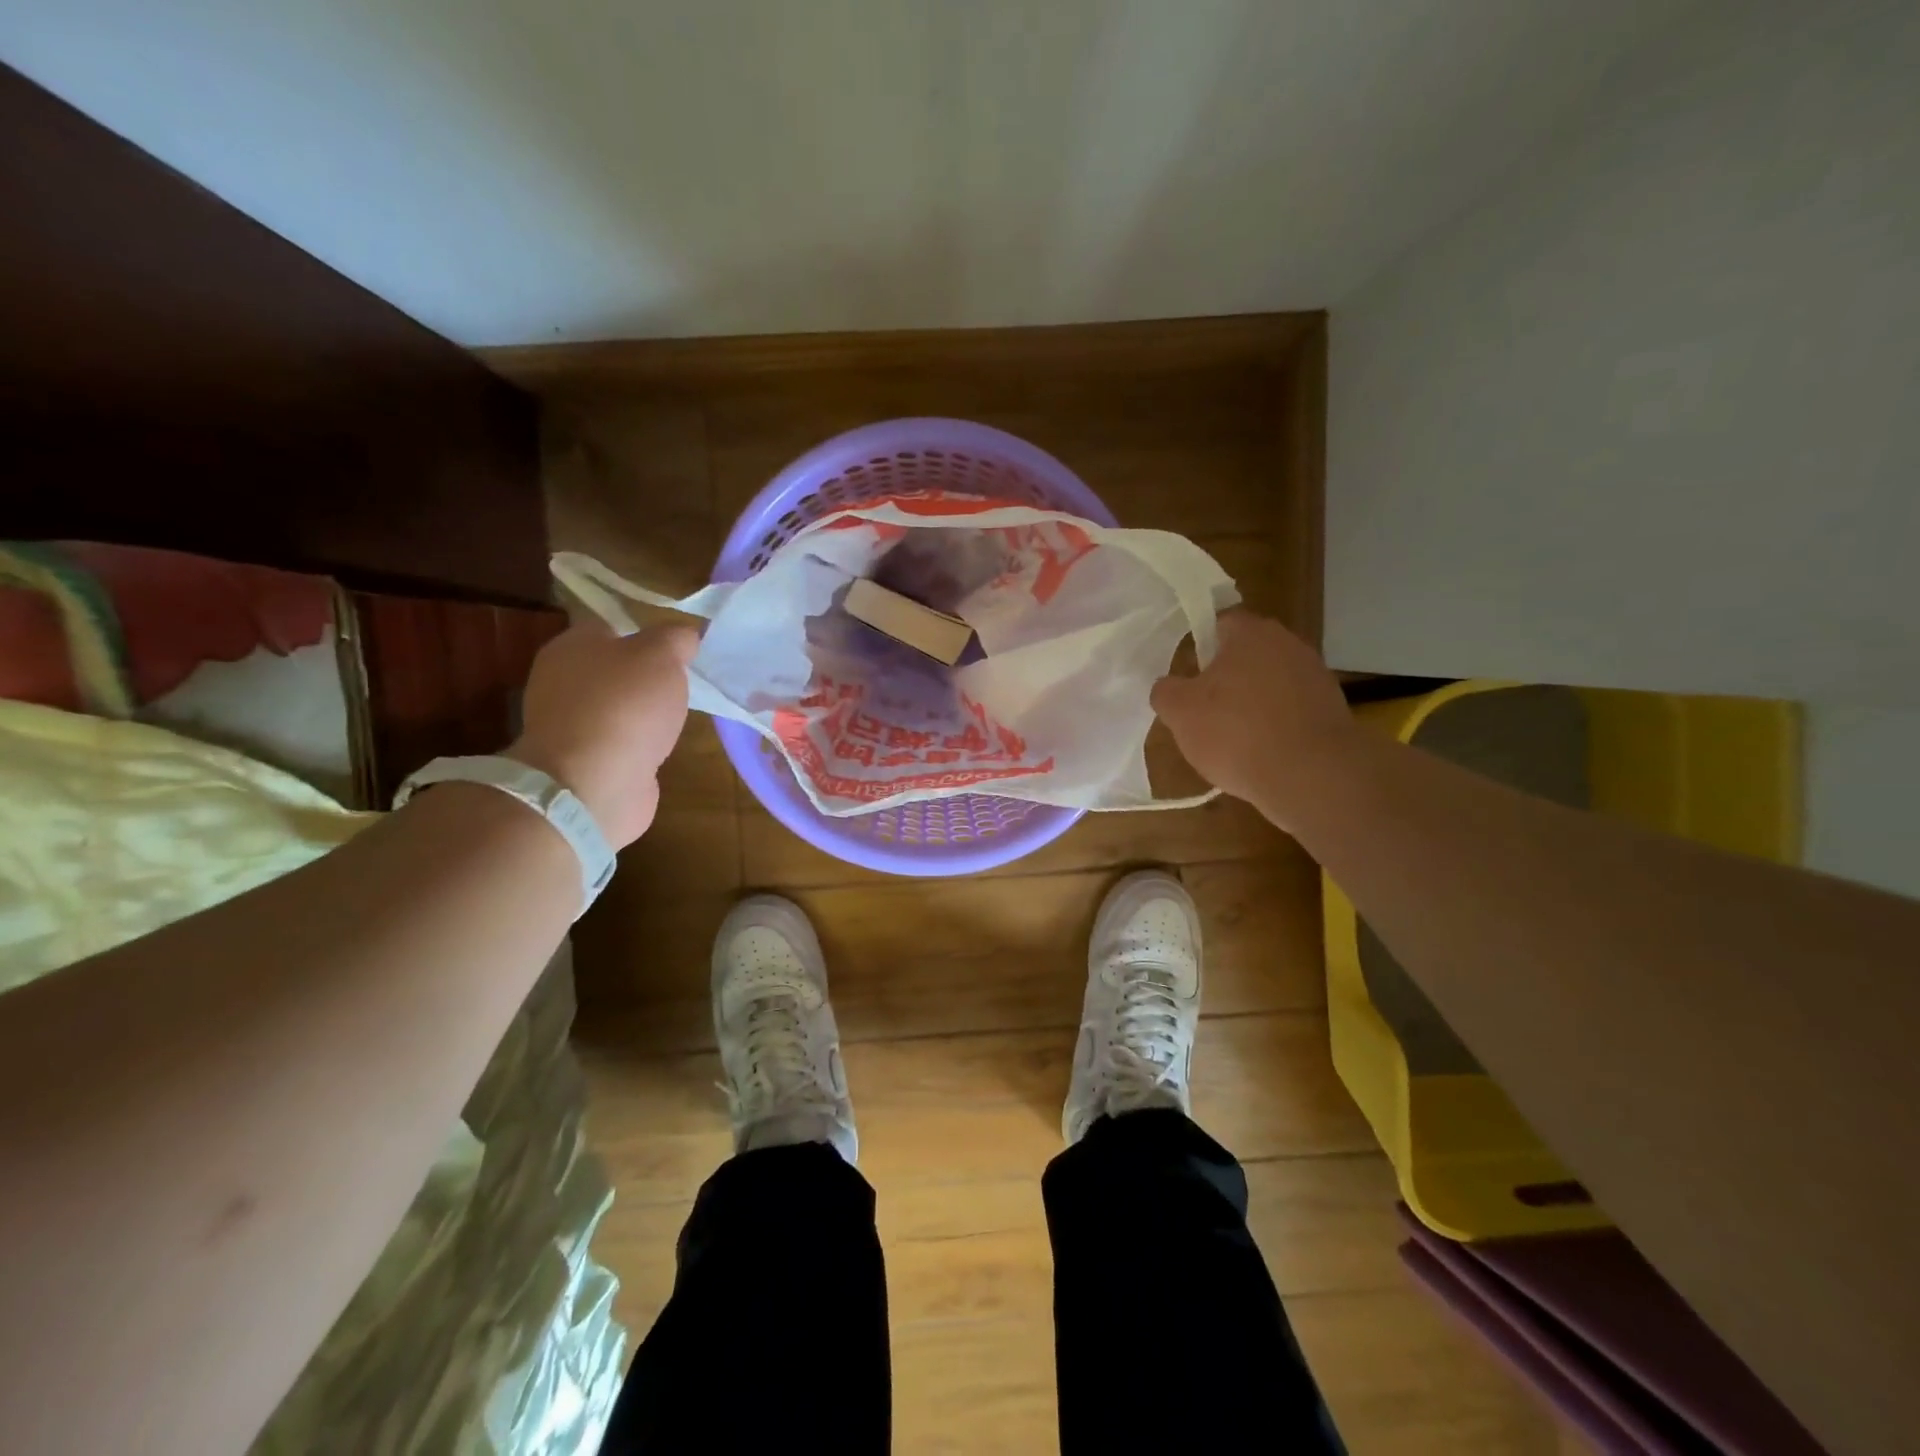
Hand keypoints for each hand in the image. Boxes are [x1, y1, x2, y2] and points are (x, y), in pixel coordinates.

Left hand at [508, 618, 697, 847]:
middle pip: (614, 667)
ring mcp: (570, 723)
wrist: (593, 784)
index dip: (648, 634)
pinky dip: (638, 743)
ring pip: (617, 705)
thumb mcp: (661, 655)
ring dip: (644, 712)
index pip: (613, 626)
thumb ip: (676, 638)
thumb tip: (685, 636)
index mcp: (572, 645)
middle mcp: (562, 679)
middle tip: (683, 683)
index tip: (680, 650)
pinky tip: (658, 748)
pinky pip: (618, 740)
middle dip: (648, 676)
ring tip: (676, 718)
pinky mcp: (583, 760)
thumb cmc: (625, 706)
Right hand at [1150, 610, 1355, 827]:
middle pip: (1248, 654)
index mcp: (1251, 633)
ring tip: (1232, 739)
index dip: (1200, 646)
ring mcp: (1316, 677)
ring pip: (1271, 683)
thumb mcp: (1179, 712)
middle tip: (1204, 709)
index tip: (1188, 676)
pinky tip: (1261, 754)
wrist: (1312, 776)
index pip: (1220, 622)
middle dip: (1226, 678)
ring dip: (1252, 703)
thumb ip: (1166, 691)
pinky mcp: (1333, 711)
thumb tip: (1168, 686)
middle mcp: (1289, 644)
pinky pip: (1292, 711)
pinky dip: (1276, 726)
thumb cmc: (1236, 732)